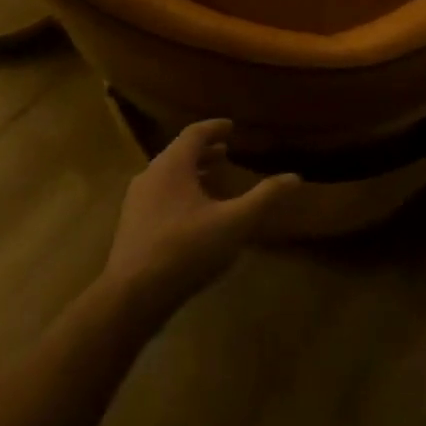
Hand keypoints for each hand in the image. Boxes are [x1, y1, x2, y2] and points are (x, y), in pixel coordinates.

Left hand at [103, 119, 300, 311]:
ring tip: (212, 180)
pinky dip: (179, 192)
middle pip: (179, 154)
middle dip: (204, 151)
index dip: (214, 128)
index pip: (194, 134)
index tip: (231, 127)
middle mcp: (150, 176)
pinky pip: (159, 196)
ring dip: (191, 173)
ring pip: (167, 176)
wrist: (131, 298)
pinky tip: (193, 216)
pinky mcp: (131, 227)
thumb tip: (295, 177)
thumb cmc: (186, 250)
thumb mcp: (234, 223)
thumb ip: (264, 198)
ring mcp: (136, 202)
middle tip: (226, 152)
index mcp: (172, 166)